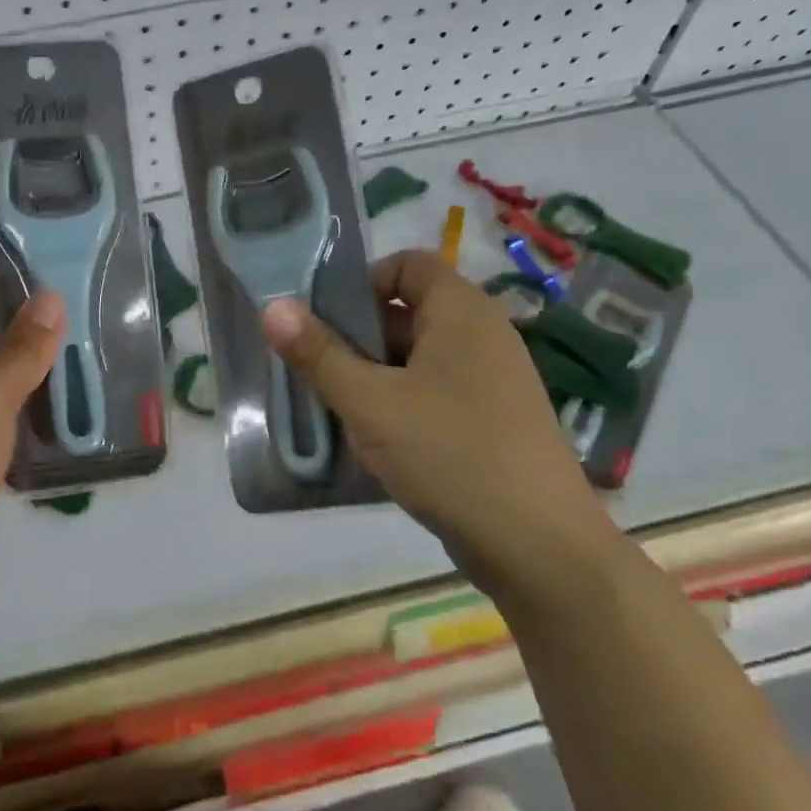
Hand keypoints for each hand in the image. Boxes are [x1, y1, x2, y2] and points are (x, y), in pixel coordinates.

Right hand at [260, 251, 611, 592]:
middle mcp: (482, 335)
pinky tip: (373, 440)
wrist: (538, 546)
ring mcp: (491, 381)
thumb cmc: (449, 454)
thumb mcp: (370, 403)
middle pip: (408, 312)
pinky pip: (434, 392)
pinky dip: (400, 404)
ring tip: (335, 408)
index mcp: (461, 312)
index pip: (408, 263)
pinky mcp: (491, 420)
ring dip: (373, 376)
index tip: (323, 321)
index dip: (362, 281)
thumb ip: (319, 354)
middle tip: (317, 370)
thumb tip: (272, 307)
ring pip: (417, 358)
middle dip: (357, 336)